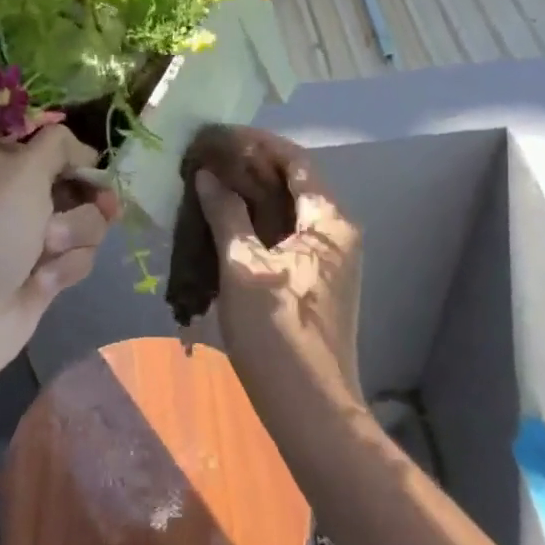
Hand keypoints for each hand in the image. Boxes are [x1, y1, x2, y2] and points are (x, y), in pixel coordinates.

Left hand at [0, 125, 119, 390]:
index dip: (79, 157)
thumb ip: (58, 146)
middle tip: (101, 207)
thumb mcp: (20, 173)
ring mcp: (33, 239)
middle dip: (88, 199)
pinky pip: (79, 259)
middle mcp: (19, 197)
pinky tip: (42, 281)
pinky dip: (66, 267)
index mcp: (4, 164)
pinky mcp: (45, 276)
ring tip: (47, 251)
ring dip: (75, 235)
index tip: (95, 167)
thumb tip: (85, 149)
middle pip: (79, 185)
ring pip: (87, 223)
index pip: (55, 147)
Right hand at [192, 131, 361, 398]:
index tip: (220, 135)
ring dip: (251, 196)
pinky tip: (224, 226)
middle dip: (251, 168)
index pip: (295, 161)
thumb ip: (226, 214)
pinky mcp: (316, 284)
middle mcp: (337, 234)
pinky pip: (285, 237)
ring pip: (288, 212)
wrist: (310, 409)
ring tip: (209, 186)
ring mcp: (329, 261)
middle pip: (294, 184)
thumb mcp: (244, 267)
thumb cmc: (277, 331)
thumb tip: (208, 175)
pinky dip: (256, 224)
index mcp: (328, 222)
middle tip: (208, 160)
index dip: (258, 143)